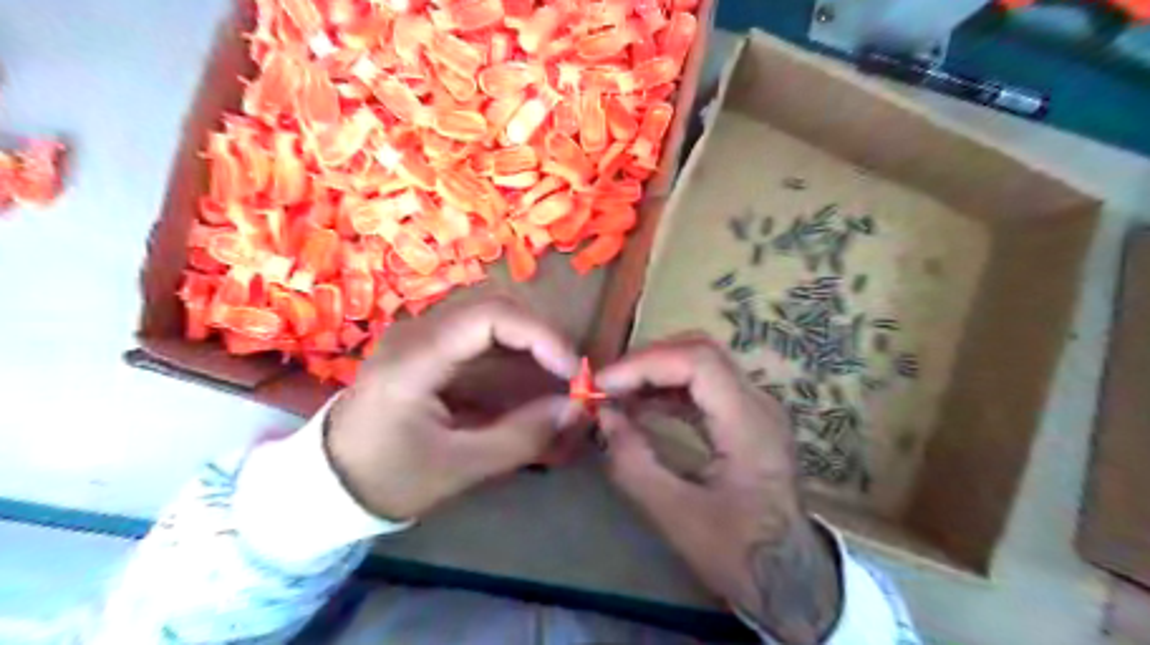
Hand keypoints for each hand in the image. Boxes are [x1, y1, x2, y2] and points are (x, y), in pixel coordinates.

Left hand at [329, 296, 587, 519]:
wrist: (330, 482)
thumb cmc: (388, 478)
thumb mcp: (460, 467)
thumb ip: (522, 436)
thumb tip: (576, 408)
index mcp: (415, 358)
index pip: (490, 316)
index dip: (541, 336)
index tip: (574, 371)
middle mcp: (418, 332)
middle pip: (497, 309)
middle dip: (542, 340)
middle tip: (571, 376)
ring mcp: (423, 337)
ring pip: (493, 322)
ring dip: (532, 349)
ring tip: (559, 384)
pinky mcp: (430, 349)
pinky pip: (483, 341)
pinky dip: (515, 360)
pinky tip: (532, 388)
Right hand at [597, 334, 842, 643]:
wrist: (792, 579)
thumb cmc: (739, 553)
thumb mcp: (676, 515)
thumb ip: (633, 462)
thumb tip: (603, 416)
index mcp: (749, 424)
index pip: (697, 361)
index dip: (644, 364)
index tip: (603, 384)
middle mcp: (759, 403)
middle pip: (701, 352)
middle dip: (647, 361)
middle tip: (608, 384)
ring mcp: (756, 408)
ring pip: (702, 364)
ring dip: (656, 372)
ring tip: (617, 393)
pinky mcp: (747, 418)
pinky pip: (705, 386)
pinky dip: (669, 389)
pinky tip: (641, 405)